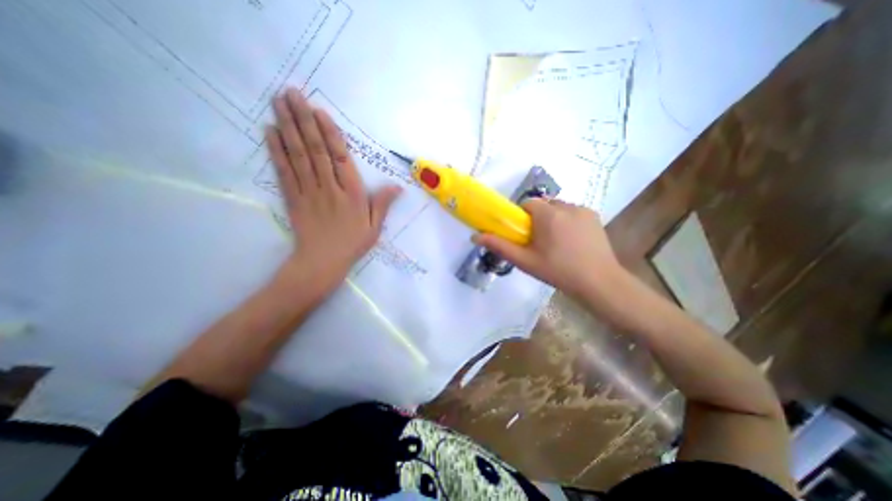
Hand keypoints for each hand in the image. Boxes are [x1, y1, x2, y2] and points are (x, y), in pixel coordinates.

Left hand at [266, 89, 402, 291]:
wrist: (322, 262)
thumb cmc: (352, 243)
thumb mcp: (375, 226)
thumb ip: (383, 204)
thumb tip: (398, 186)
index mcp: (352, 194)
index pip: (340, 158)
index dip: (329, 134)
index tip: (319, 111)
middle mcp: (329, 187)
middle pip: (315, 150)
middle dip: (303, 120)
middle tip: (291, 93)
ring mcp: (308, 191)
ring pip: (298, 155)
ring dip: (288, 127)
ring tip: (279, 102)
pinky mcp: (292, 198)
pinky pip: (284, 171)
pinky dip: (277, 151)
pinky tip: (271, 132)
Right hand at [474, 196, 625, 297]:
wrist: (599, 282)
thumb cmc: (558, 271)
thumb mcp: (525, 261)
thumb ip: (500, 246)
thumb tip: (475, 236)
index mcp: (547, 214)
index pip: (528, 203)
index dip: (522, 216)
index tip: (524, 233)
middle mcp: (566, 206)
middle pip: (544, 205)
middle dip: (538, 218)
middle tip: (539, 240)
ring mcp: (583, 210)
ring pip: (559, 208)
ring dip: (553, 219)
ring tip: (556, 242)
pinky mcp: (594, 216)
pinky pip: (573, 212)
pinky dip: (568, 221)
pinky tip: (572, 241)